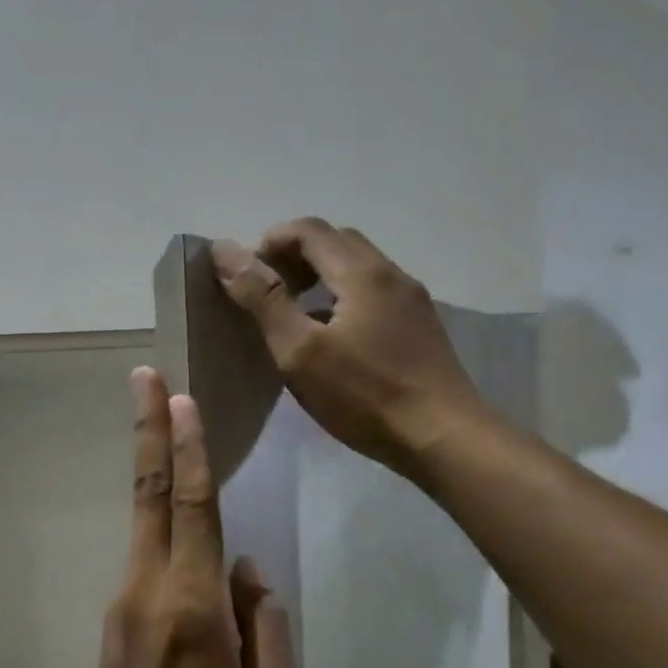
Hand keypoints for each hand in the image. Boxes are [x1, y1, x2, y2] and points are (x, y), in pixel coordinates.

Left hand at [90, 368, 300, 667]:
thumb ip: (267, 625)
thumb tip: (245, 569)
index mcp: (194, 603)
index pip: (191, 508)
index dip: (187, 450)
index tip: (180, 400)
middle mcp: (151, 583)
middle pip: (149, 491)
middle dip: (148, 429)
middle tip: (144, 376)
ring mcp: (126, 593)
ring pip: (142, 513)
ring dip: (150, 460)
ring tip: (158, 415)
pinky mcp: (116, 607)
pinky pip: (144, 545)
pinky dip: (155, 508)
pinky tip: (169, 495)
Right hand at [211, 220, 486, 478]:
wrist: (442, 437)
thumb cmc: (364, 396)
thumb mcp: (300, 350)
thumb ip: (263, 299)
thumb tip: (225, 250)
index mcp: (362, 272)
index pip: (309, 229)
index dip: (270, 242)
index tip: (245, 276)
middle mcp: (392, 274)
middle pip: (337, 241)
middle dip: (295, 255)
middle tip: (266, 291)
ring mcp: (412, 301)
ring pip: (359, 268)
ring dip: (320, 275)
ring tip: (294, 313)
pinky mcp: (420, 327)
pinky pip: (374, 293)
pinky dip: (343, 297)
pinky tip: (332, 337)